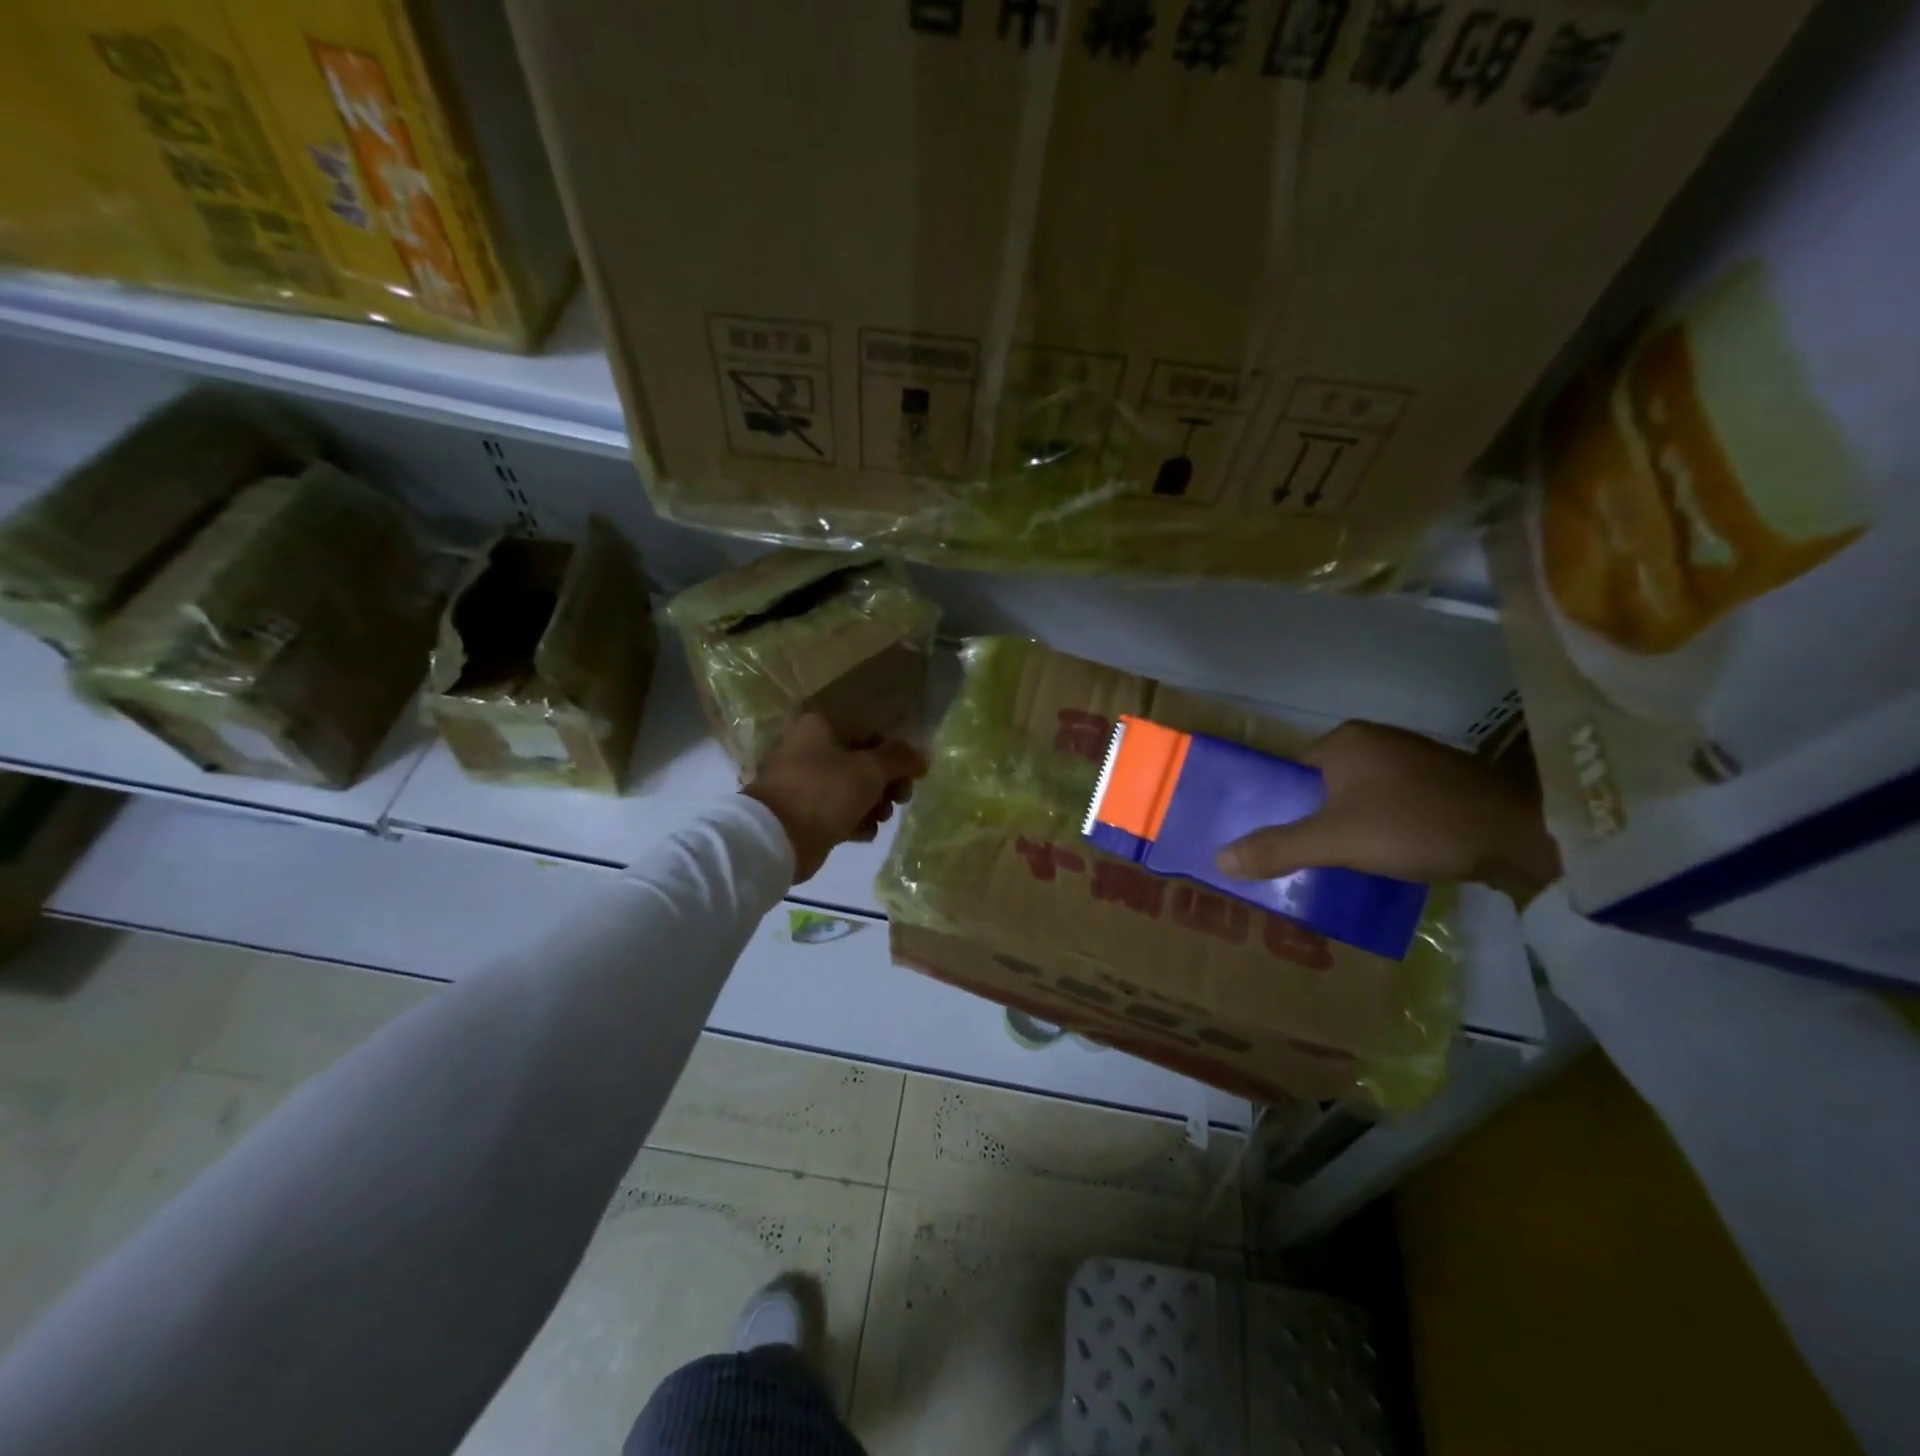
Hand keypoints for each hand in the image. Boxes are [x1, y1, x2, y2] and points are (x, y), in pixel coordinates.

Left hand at [743, 709, 926, 884]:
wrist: (776, 839)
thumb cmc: (824, 791)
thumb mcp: (870, 770)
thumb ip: (900, 758)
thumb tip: (922, 755)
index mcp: (820, 726)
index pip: (869, 730)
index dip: (895, 751)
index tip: (913, 773)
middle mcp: (811, 749)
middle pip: (863, 760)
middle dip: (888, 781)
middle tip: (902, 798)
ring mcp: (806, 783)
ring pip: (853, 788)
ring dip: (875, 803)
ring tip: (881, 818)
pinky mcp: (806, 813)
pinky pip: (840, 812)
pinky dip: (856, 821)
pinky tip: (864, 833)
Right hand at [1215, 721, 1561, 905]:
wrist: (1524, 834)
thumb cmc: (1417, 826)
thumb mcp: (1337, 841)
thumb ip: (1277, 848)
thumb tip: (1218, 859)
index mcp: (1344, 740)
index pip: (1289, 773)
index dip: (1277, 808)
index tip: (1273, 842)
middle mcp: (1375, 739)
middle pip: (1322, 785)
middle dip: (1312, 820)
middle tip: (1302, 859)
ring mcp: (1413, 758)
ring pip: (1358, 795)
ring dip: (1348, 825)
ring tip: (1340, 863)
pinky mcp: (1443, 781)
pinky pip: (1391, 802)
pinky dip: (1381, 826)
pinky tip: (1386, 854)